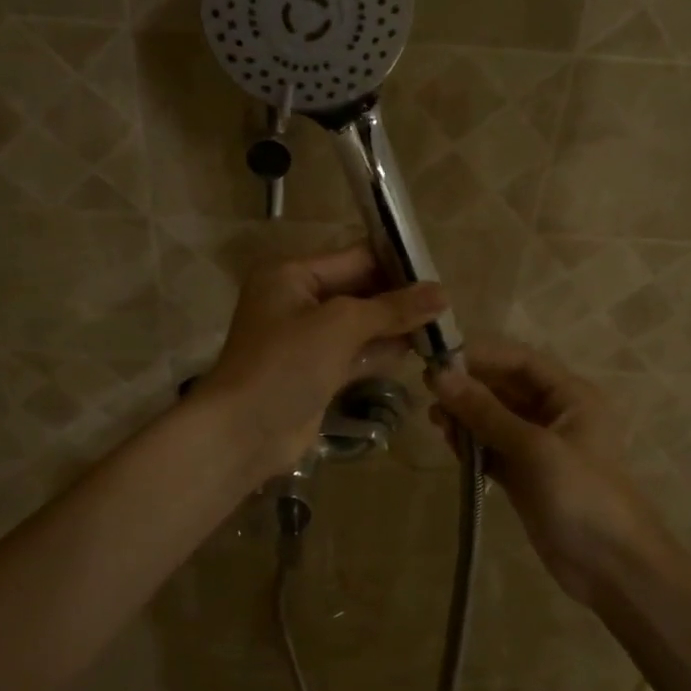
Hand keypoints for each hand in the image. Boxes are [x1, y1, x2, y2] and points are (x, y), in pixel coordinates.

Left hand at [199, 247, 446, 484]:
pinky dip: (381, 352)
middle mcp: (297, 301)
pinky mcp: (316, 372)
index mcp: (292, 275)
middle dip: (399, 299)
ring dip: (395, 327)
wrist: (243, 432)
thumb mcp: (340, 324)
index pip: (354, 258)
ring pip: (360, 325)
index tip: (439, 274)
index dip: (396, 265)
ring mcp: (306, 339)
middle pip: (359, 291)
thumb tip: (443, 294)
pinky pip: (355, 353)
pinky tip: (418, 352)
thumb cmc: (286, 363)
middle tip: (446, 306)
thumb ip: (391, 308)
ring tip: (442, 327)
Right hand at [430, 340, 662, 602]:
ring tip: (435, 421)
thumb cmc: (582, 495)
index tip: (438, 356)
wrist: (613, 569)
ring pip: (495, 419)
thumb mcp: (533, 448)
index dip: (481, 355)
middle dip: (468, 387)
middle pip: (505, 387)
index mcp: (570, 396)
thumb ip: (485, 411)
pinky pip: (493, 448)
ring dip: (466, 416)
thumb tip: (439, 375)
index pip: (520, 361)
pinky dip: (471, 444)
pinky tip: (449, 444)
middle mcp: (555, 414)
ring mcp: (539, 447)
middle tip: (428, 390)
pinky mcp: (526, 476)